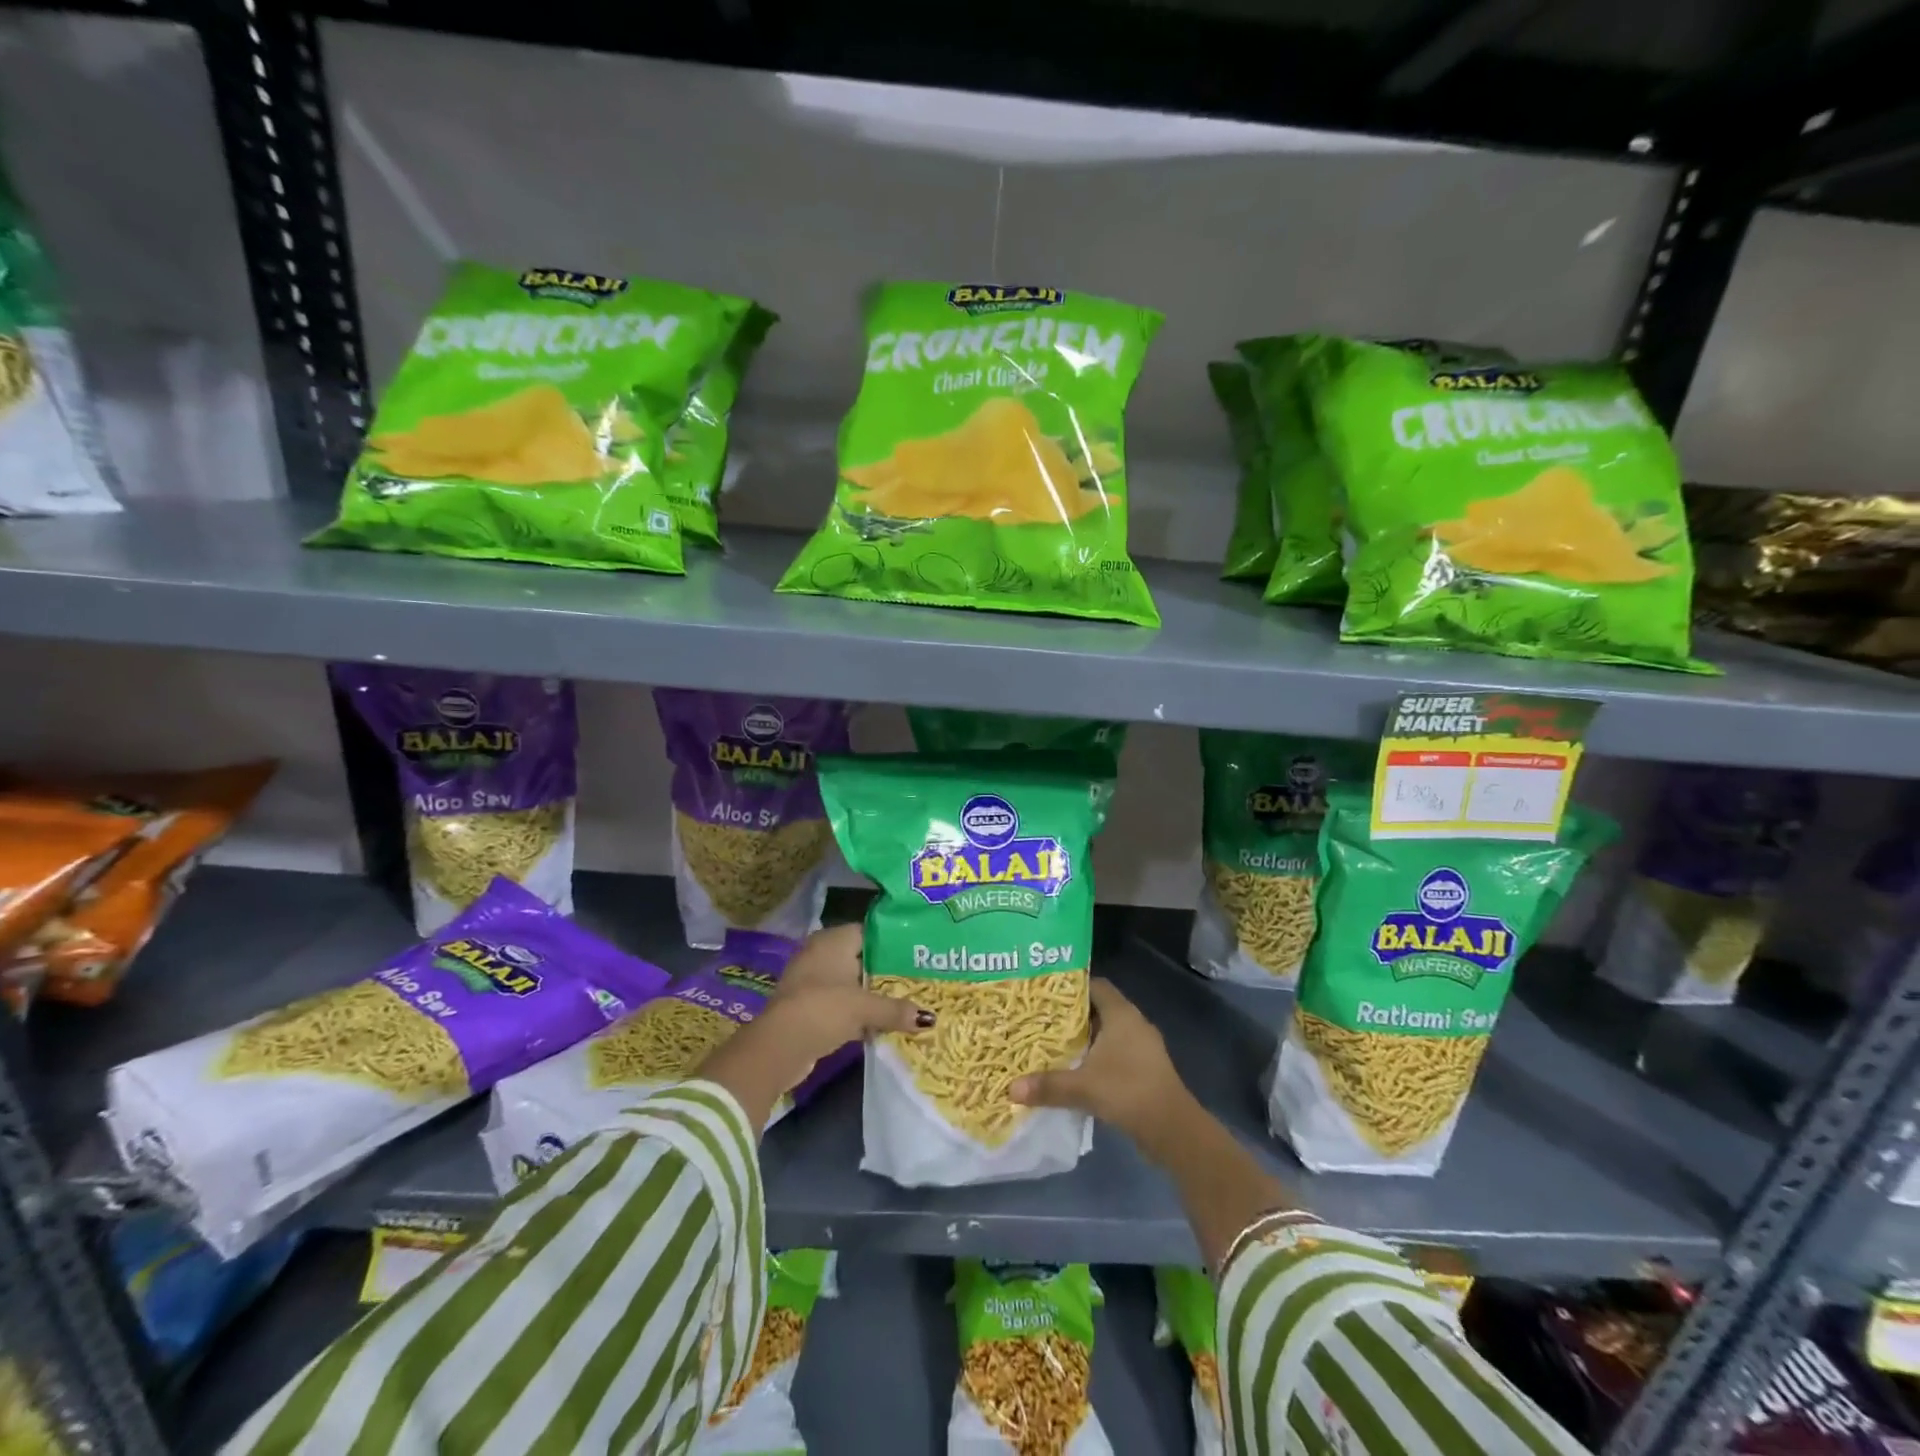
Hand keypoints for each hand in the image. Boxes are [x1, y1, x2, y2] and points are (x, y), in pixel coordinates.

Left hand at [695, 923, 932, 1133]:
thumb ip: (896, 1010)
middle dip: (884, 971)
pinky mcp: (806, 1005)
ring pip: (849, 982)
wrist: (779, 1045)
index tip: (917, 953)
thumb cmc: (824, 1008)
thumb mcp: (865, 1007)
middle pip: (860, 957)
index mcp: (833, 939)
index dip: (892, 941)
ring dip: (869, 994)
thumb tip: (929, 1018)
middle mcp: (820, 952)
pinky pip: (839, 1002)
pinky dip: (855, 1011)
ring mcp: (810, 979)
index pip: (869, 931)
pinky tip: (877, 1023)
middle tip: (916, 979)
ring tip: (903, 1002)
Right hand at [1009, 978, 1193, 1150]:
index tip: (1045, 995)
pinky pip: (1116, 1053)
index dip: (1072, 988)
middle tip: (1041, 1020)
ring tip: (1053, 1045)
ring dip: (1085, 1039)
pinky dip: (1097, 1058)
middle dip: (1072, 1016)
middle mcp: (1134, 1023)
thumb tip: (1011, 1088)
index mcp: (1121, 1014)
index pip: (1095, 986)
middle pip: (1099, 1009)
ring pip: (1108, 1033)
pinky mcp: (1146, 1069)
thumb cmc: (1128, 1091)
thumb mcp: (1083, 1087)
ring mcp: (1143, 1047)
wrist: (1173, 1129)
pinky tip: (1077, 1071)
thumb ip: (1048, 1085)